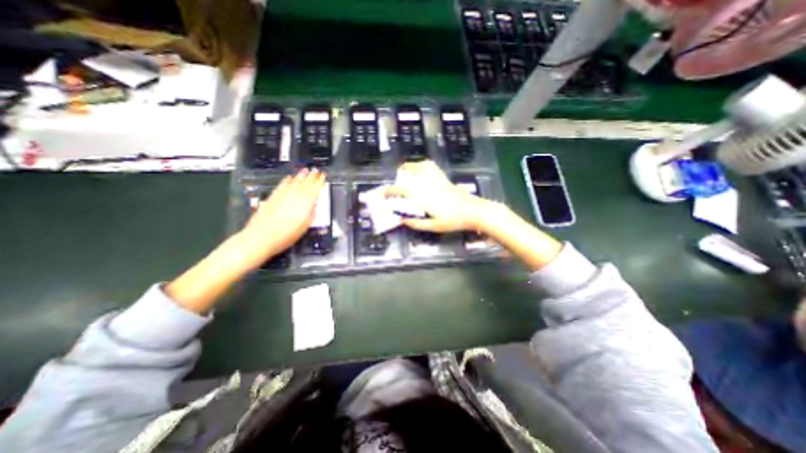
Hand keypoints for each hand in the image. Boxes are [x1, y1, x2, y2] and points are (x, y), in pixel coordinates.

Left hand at [239, 166, 326, 264]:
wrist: (262, 237)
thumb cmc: (286, 235)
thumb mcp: (305, 226)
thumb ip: (311, 213)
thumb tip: (314, 205)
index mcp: (305, 203)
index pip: (315, 189)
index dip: (320, 181)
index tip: (323, 176)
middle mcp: (294, 196)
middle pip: (305, 183)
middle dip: (311, 176)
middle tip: (316, 170)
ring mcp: (282, 195)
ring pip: (294, 182)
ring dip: (300, 175)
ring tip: (305, 170)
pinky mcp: (273, 197)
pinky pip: (281, 185)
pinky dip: (286, 181)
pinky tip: (289, 178)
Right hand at [386, 160, 490, 232]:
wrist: (473, 211)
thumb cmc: (453, 220)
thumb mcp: (433, 226)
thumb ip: (416, 223)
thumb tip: (401, 220)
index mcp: (423, 196)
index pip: (401, 190)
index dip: (388, 191)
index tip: (381, 193)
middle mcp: (427, 184)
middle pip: (407, 176)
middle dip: (396, 179)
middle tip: (393, 188)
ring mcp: (436, 179)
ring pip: (419, 166)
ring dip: (408, 169)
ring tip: (403, 174)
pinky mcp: (443, 177)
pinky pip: (430, 166)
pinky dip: (421, 165)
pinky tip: (420, 170)